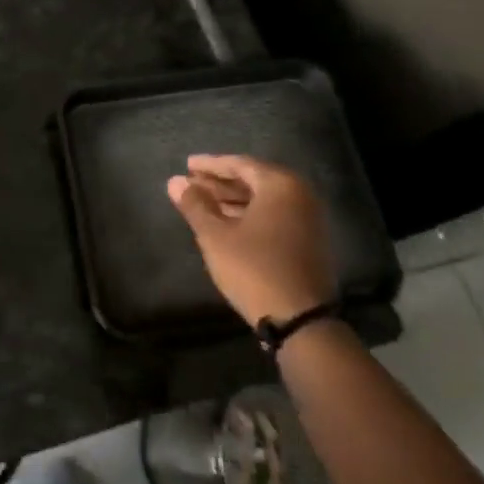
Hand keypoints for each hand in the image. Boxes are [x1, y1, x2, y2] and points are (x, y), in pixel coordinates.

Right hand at [167, 154, 335, 324]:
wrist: (300, 319)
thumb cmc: (253, 268)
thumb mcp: (215, 235)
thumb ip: (194, 205)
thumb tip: (174, 182)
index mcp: (280, 185)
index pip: (240, 164)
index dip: (210, 165)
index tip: (187, 165)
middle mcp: (300, 195)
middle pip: (254, 180)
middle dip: (220, 182)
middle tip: (191, 184)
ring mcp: (308, 219)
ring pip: (264, 199)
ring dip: (232, 199)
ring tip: (202, 203)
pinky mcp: (309, 241)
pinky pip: (274, 215)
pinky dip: (249, 214)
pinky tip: (226, 223)